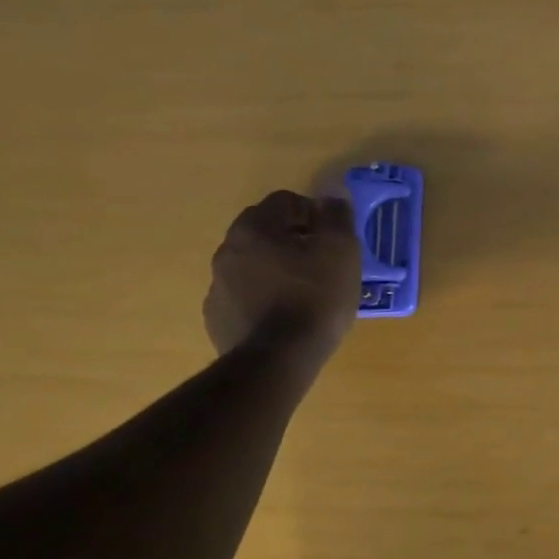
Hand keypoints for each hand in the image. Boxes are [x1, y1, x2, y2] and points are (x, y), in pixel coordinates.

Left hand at [203, 190, 363, 365]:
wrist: (278, 359)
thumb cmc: (315, 297)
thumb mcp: (341, 250)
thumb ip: (337, 217)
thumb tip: (332, 199)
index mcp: (254, 228)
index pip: (285, 201)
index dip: (314, 214)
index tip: (333, 238)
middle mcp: (227, 250)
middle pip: (265, 232)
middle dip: (293, 240)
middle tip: (322, 263)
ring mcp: (217, 286)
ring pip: (253, 265)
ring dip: (276, 270)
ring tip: (306, 294)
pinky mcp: (218, 318)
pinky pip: (245, 296)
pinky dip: (263, 298)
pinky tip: (286, 317)